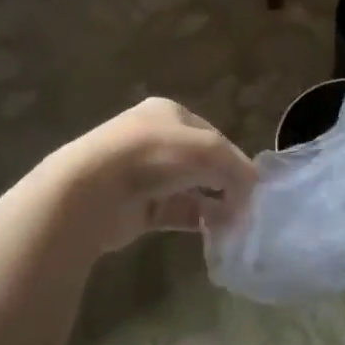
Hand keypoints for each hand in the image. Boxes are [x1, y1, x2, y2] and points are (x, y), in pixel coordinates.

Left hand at [46, 98, 257, 253]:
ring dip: (213, 203)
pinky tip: (215, 231)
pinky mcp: (136, 207)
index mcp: (169, 112)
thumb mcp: (208, 150)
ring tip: (236, 222)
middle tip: (246, 204)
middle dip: (224, 182)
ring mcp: (143, 174)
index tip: (252, 182)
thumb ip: (235, 166)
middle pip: (200, 161)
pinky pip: (175, 212)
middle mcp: (155, 139)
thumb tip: (253, 186)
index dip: (233, 156)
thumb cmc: (154, 155)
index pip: (212, 134)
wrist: (92, 191)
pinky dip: (196, 220)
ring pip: (189, 188)